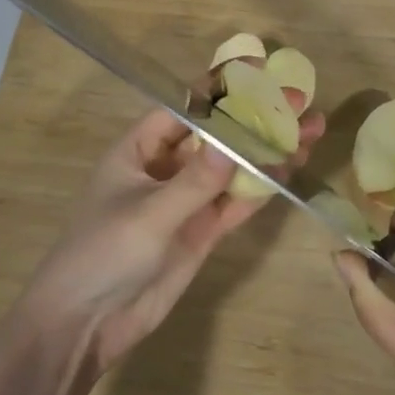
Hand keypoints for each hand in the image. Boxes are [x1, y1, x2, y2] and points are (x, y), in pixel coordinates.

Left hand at [20, 103, 323, 377]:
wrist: (84, 324)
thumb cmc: (102, 253)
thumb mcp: (148, 214)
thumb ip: (195, 181)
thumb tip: (237, 144)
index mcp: (140, 149)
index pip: (185, 107)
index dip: (219, 88)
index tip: (258, 70)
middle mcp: (166, 168)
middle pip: (217, 135)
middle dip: (255, 118)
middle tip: (299, 101)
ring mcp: (186, 201)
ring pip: (233, 168)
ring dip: (268, 151)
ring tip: (310, 131)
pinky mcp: (201, 232)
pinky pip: (235, 202)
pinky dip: (261, 188)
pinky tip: (291, 169)